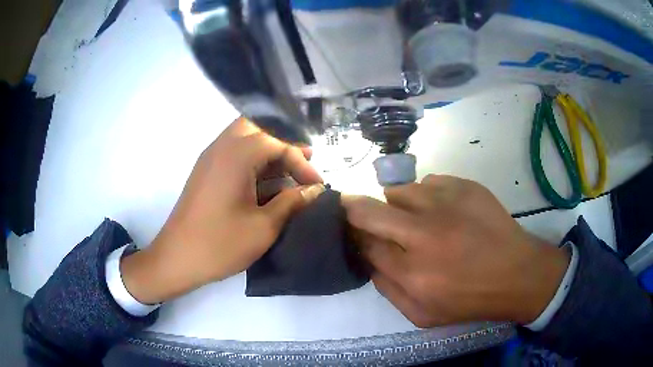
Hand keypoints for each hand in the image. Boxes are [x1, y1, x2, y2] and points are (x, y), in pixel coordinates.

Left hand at [121, 118, 323, 303]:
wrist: (177, 258)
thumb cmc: (220, 244)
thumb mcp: (264, 227)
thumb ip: (292, 202)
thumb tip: (314, 190)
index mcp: (236, 155)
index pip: (277, 143)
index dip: (301, 162)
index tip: (316, 185)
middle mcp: (221, 147)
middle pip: (258, 127)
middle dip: (283, 142)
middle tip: (302, 161)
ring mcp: (210, 158)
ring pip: (244, 137)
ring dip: (268, 149)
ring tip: (289, 169)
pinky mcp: (205, 171)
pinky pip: (233, 152)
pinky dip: (253, 159)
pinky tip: (266, 181)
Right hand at [342, 175, 569, 326]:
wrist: (517, 273)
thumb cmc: (470, 299)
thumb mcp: (422, 315)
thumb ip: (387, 290)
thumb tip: (369, 260)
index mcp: (412, 272)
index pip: (365, 244)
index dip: (356, 238)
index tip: (358, 235)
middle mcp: (423, 234)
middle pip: (368, 210)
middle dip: (354, 209)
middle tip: (359, 213)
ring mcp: (445, 204)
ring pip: (399, 191)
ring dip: (399, 204)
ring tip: (417, 217)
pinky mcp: (464, 186)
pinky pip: (428, 182)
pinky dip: (427, 196)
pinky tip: (444, 210)